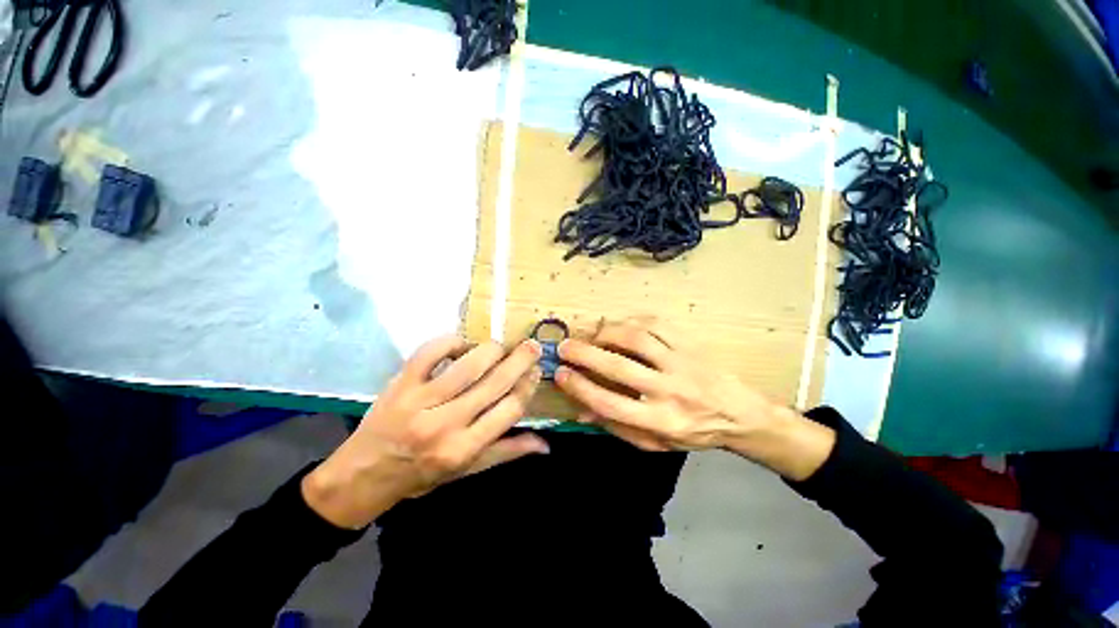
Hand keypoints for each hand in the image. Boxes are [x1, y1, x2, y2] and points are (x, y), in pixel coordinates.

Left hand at [303, 336, 547, 527]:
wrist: (363, 475)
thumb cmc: (420, 476)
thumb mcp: (466, 472)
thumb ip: (506, 452)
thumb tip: (545, 444)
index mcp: (463, 449)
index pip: (509, 410)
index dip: (527, 387)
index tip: (535, 372)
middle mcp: (445, 424)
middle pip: (493, 383)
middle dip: (519, 360)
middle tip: (532, 346)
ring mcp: (420, 401)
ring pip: (467, 365)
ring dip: (491, 349)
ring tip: (502, 345)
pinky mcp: (400, 383)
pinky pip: (430, 352)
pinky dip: (451, 342)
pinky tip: (463, 344)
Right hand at [555, 316, 833, 479]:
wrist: (739, 414)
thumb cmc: (692, 432)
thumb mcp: (655, 443)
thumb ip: (617, 427)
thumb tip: (582, 410)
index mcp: (660, 421)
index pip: (610, 403)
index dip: (580, 387)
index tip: (560, 374)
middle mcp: (670, 390)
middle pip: (619, 367)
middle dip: (585, 354)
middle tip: (564, 347)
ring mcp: (681, 363)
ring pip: (637, 339)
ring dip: (607, 333)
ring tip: (592, 334)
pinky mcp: (689, 344)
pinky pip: (656, 325)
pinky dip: (632, 321)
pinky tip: (620, 326)